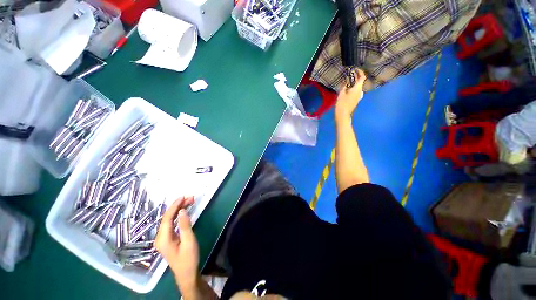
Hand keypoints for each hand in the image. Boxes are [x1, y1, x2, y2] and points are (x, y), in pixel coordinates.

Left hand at [155, 197, 197, 291]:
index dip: (175, 206)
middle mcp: (160, 237)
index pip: (167, 218)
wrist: (187, 274)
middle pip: (168, 217)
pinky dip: (179, 215)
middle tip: (191, 197)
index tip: (184, 196)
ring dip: (179, 209)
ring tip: (190, 201)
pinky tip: (185, 211)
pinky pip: (172, 223)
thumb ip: (185, 226)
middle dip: (178, 206)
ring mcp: (163, 238)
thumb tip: (182, 210)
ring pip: (170, 219)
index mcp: (163, 239)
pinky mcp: (168, 238)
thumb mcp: (189, 242)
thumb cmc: (188, 259)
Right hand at [335, 69, 365, 119]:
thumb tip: (346, 81)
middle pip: (360, 82)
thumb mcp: (341, 93)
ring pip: (358, 86)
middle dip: (356, 77)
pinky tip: (348, 88)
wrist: (343, 114)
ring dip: (354, 83)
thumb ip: (344, 85)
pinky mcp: (356, 99)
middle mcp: (360, 91)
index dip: (360, 72)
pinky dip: (353, 87)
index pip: (362, 77)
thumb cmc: (342, 103)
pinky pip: (356, 91)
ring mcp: (359, 96)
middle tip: (350, 74)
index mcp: (358, 88)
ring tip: (347, 81)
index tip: (355, 69)